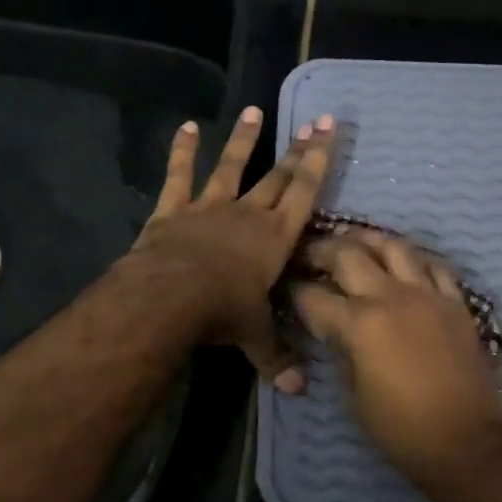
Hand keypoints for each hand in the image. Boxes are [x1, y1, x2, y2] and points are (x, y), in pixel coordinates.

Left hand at [132, 106, 335, 390]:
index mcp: (275, 238)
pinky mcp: (174, 210)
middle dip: (297, 148)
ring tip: (253, 110)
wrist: (172, 296)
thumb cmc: (223, 312)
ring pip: (232, 166)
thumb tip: (297, 392)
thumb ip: (276, 358)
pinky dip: (182, 150)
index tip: (329, 131)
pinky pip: (179, 175)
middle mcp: (247, 214)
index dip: (319, 162)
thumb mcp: (254, 336)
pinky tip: (186, 127)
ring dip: (244, 139)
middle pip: (277, 175)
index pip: (305, 194)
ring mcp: (210, 207)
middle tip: (313, 119)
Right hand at [290, 229, 501, 488]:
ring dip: (368, 240)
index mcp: (358, 324)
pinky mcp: (456, 303)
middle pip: (348, 254)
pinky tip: (404, 262)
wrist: (466, 440)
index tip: (285, 289)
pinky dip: (414, 258)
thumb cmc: (400, 428)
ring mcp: (427, 295)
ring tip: (355, 242)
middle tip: (310, 252)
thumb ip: (341, 351)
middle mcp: (390, 297)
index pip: (312, 296)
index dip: (293, 291)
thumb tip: (336, 332)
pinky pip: (434, 265)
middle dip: (322, 250)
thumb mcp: (353, 394)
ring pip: (394, 246)